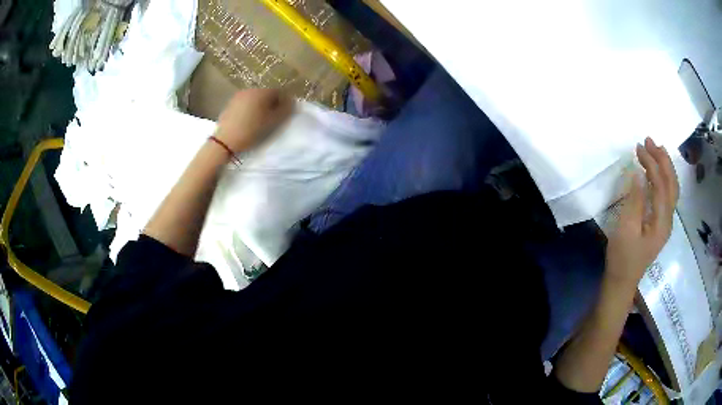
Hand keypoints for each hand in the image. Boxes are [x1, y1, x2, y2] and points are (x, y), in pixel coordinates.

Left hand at [215, 88, 293, 152]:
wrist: (225, 141)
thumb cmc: (251, 131)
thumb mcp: (273, 122)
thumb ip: (285, 110)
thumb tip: (292, 101)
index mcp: (262, 92)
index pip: (279, 91)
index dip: (284, 102)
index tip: (283, 114)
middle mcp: (250, 90)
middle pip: (266, 93)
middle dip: (271, 103)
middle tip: (272, 118)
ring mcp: (238, 96)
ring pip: (255, 98)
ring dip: (260, 106)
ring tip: (259, 120)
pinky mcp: (230, 104)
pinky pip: (245, 103)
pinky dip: (249, 109)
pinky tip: (247, 121)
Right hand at [605, 137, 678, 287]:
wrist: (622, 281)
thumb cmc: (623, 257)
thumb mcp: (626, 229)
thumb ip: (635, 201)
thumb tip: (638, 173)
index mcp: (661, 221)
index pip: (661, 184)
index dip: (651, 163)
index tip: (638, 147)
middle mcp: (668, 219)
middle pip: (672, 183)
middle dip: (662, 159)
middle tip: (649, 141)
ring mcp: (666, 222)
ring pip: (672, 188)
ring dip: (665, 166)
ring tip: (655, 149)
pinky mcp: (661, 223)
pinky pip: (668, 194)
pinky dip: (664, 177)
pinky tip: (657, 171)